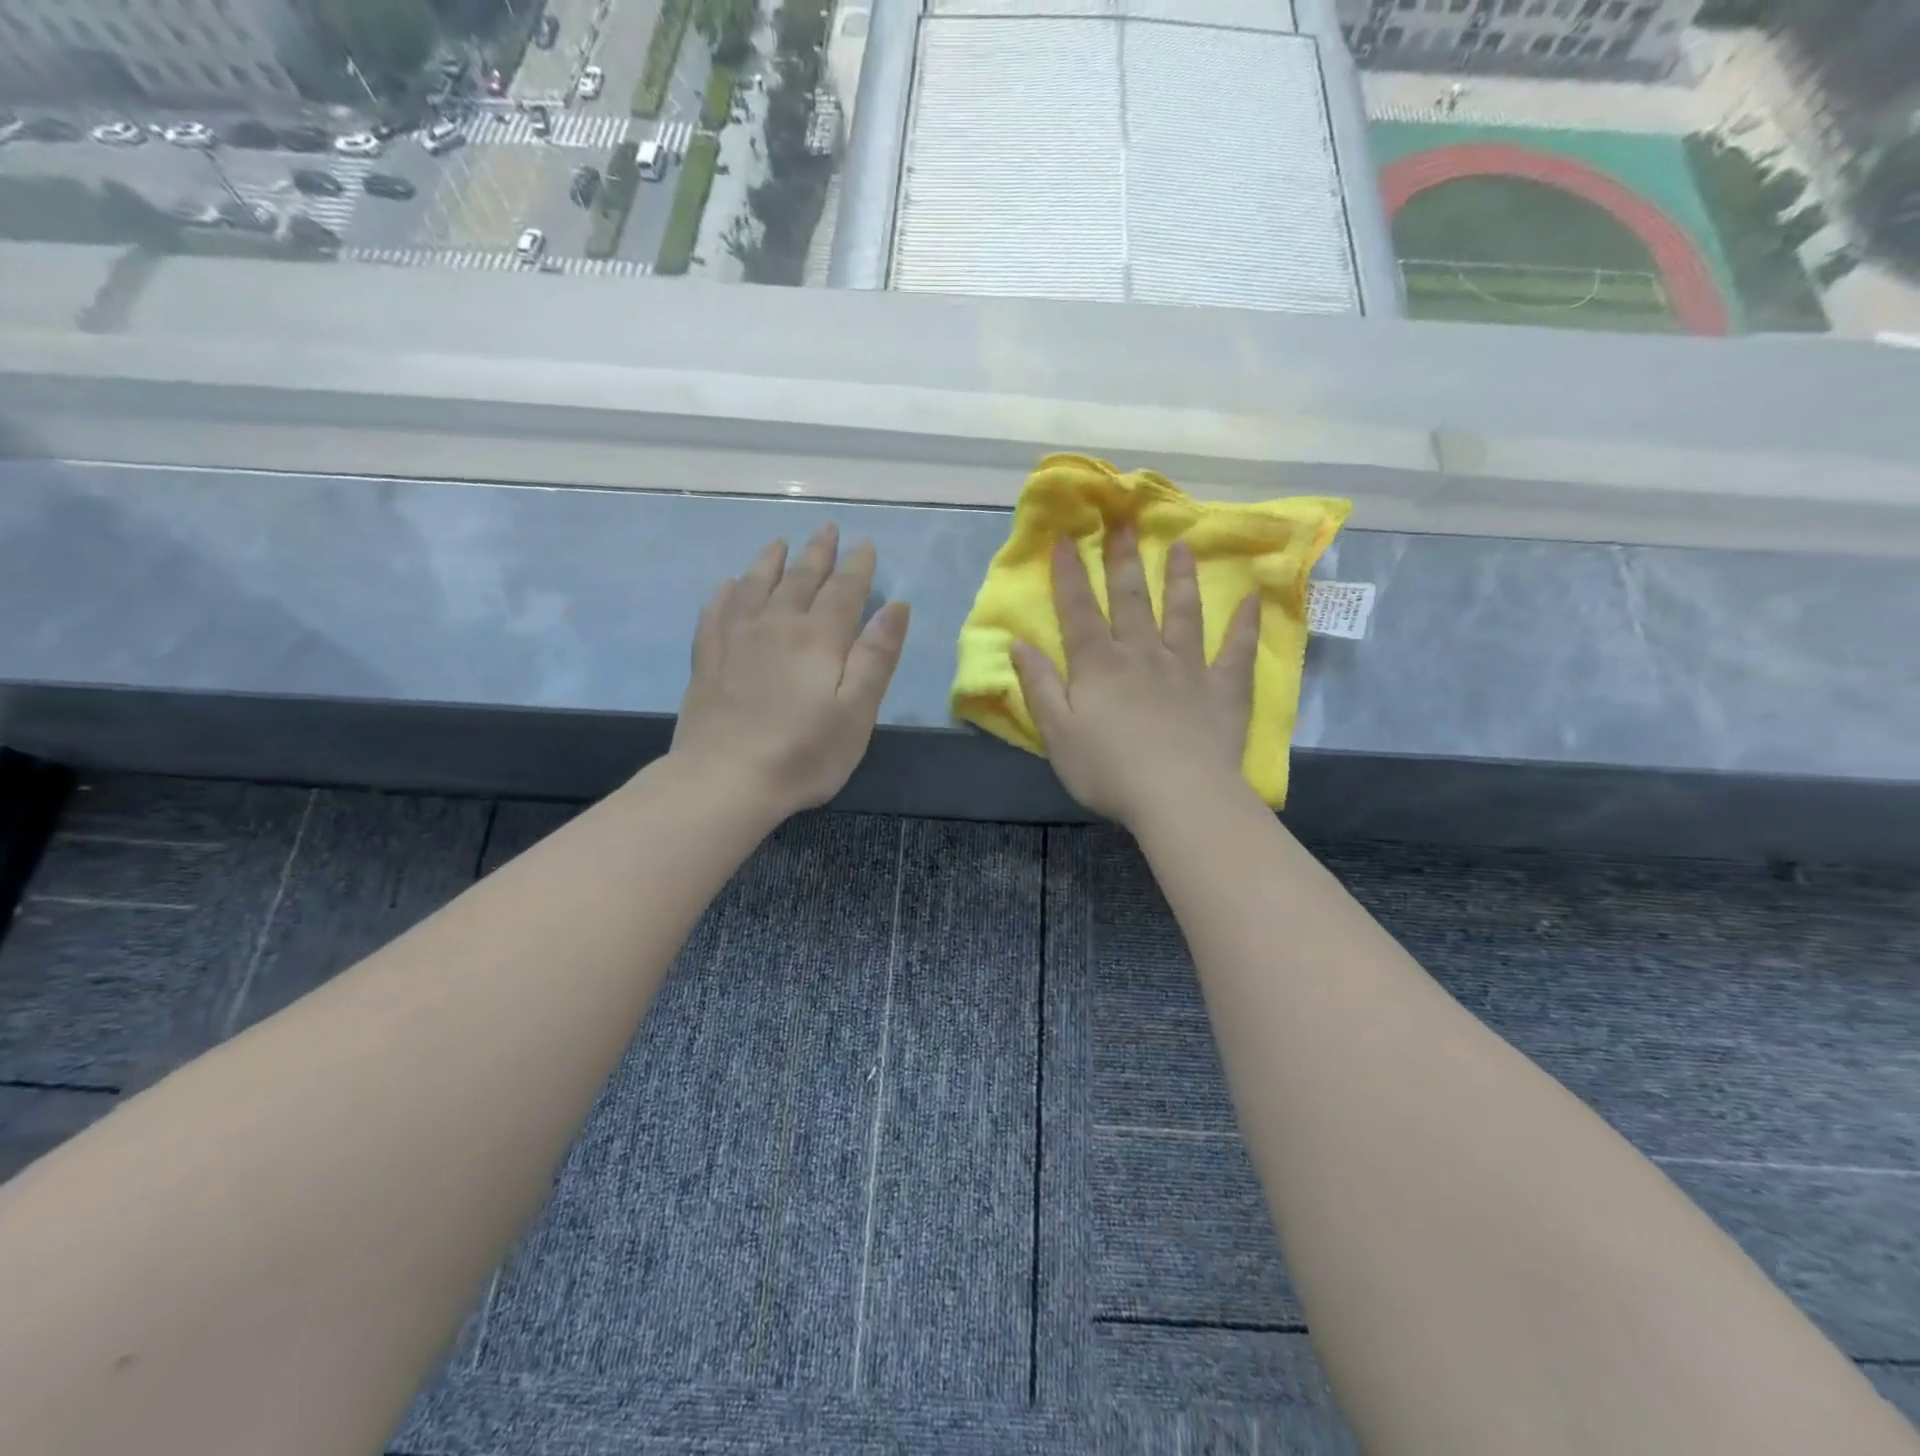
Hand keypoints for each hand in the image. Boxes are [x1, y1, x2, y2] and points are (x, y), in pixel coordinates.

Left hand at [671, 525, 910, 818]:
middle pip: (800, 578)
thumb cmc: (804, 752)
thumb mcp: (857, 711)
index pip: (844, 590)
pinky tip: (728, 585)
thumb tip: (896, 606)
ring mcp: (736, 638)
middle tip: (827, 529)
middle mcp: (776, 624)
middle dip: (818, 553)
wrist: (725, 779)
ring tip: (779, 543)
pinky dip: (726, 592)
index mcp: (819, 637)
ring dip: (770, 561)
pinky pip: (717, 611)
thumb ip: (876, 656)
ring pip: (755, 585)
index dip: (857, 566)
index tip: (865, 543)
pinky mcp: (708, 657)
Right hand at [1012, 529, 1259, 827]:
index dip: (1069, 574)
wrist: (1177, 796)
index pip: (1078, 611)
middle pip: (1130, 599)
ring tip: (1182, 546)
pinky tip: (1250, 599)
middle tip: (1124, 524)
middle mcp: (1142, 653)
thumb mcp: (1057, 733)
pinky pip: (1236, 650)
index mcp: (1099, 665)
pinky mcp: (1223, 688)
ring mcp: (1187, 667)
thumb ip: (1040, 686)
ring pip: (1183, 613)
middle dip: (1123, 560)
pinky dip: (1244, 624)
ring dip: (1180, 579)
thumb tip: (1019, 644)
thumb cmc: (1108, 770)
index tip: (1067, 537)